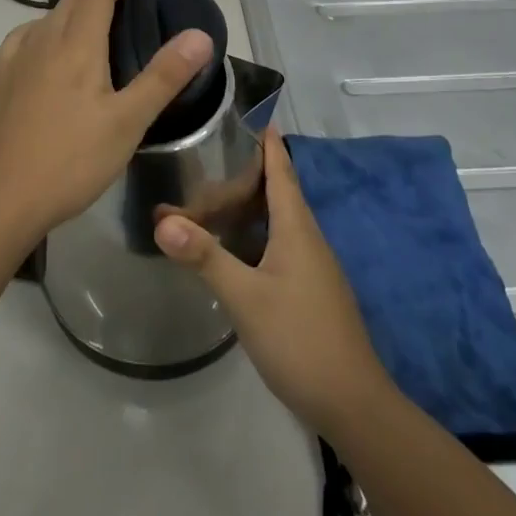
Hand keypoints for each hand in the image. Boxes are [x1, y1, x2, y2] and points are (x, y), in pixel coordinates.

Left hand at [0, 0, 213, 248]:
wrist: (2, 198)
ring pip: (47, 16)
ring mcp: (15, 59)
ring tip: (90, 16)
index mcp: (77, 45)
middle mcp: (43, 41)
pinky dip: (44, 26)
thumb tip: (200, 34)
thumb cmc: (73, 160)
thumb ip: (164, 75)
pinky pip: (24, 36)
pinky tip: (44, 44)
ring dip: (72, 6)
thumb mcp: (129, 121)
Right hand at [154, 127, 394, 437]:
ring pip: (277, 219)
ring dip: (248, 204)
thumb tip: (162, 219)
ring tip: (211, 194)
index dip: (267, 140)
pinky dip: (253, 232)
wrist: (353, 404)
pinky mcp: (309, 289)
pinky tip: (232, 245)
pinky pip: (278, 243)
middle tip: (206, 155)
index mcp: (297, 227)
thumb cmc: (300, 338)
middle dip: (246, 171)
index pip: (281, 168)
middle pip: (277, 191)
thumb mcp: (246, 297)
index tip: (249, 111)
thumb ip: (205, 257)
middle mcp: (307, 238)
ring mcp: (311, 265)